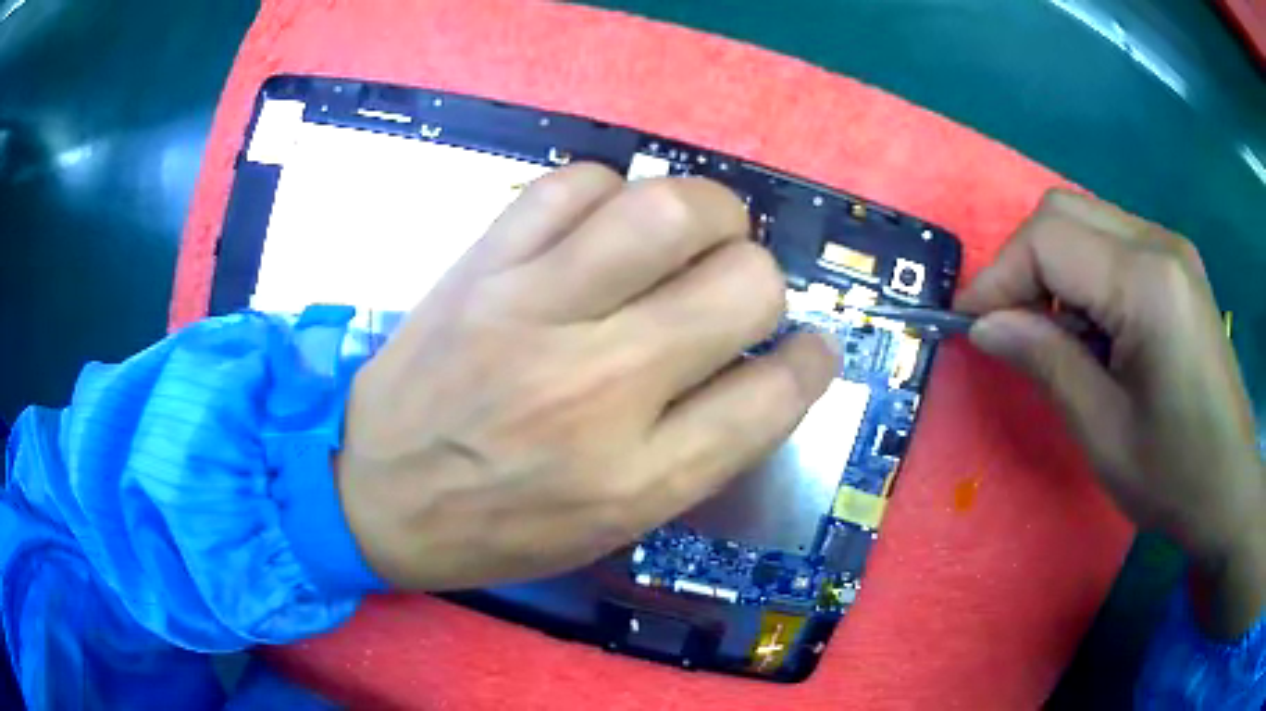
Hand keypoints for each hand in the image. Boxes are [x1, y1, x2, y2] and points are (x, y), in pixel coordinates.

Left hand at [335, 163, 835, 591]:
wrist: (371, 492)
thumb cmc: (497, 526)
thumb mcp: (612, 524)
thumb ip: (699, 449)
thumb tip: (766, 368)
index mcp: (639, 476)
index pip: (776, 394)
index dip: (812, 361)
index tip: (810, 349)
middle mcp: (600, 388)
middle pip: (744, 283)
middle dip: (764, 277)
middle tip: (738, 286)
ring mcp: (533, 312)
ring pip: (668, 211)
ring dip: (709, 211)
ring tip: (694, 233)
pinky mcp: (482, 266)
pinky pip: (573, 183)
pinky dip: (611, 189)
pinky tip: (604, 223)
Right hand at [957, 189, 1265, 637]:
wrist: (1229, 486)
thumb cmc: (1173, 476)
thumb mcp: (1103, 432)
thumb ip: (1046, 363)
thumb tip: (985, 326)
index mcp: (1148, 284)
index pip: (1049, 240)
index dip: (999, 276)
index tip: (971, 325)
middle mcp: (1160, 244)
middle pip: (1063, 212)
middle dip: (1022, 263)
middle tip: (1010, 327)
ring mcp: (1172, 249)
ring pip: (1085, 220)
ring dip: (1053, 269)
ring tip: (1053, 336)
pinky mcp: (1176, 265)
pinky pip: (1111, 242)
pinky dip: (1083, 274)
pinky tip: (1092, 329)